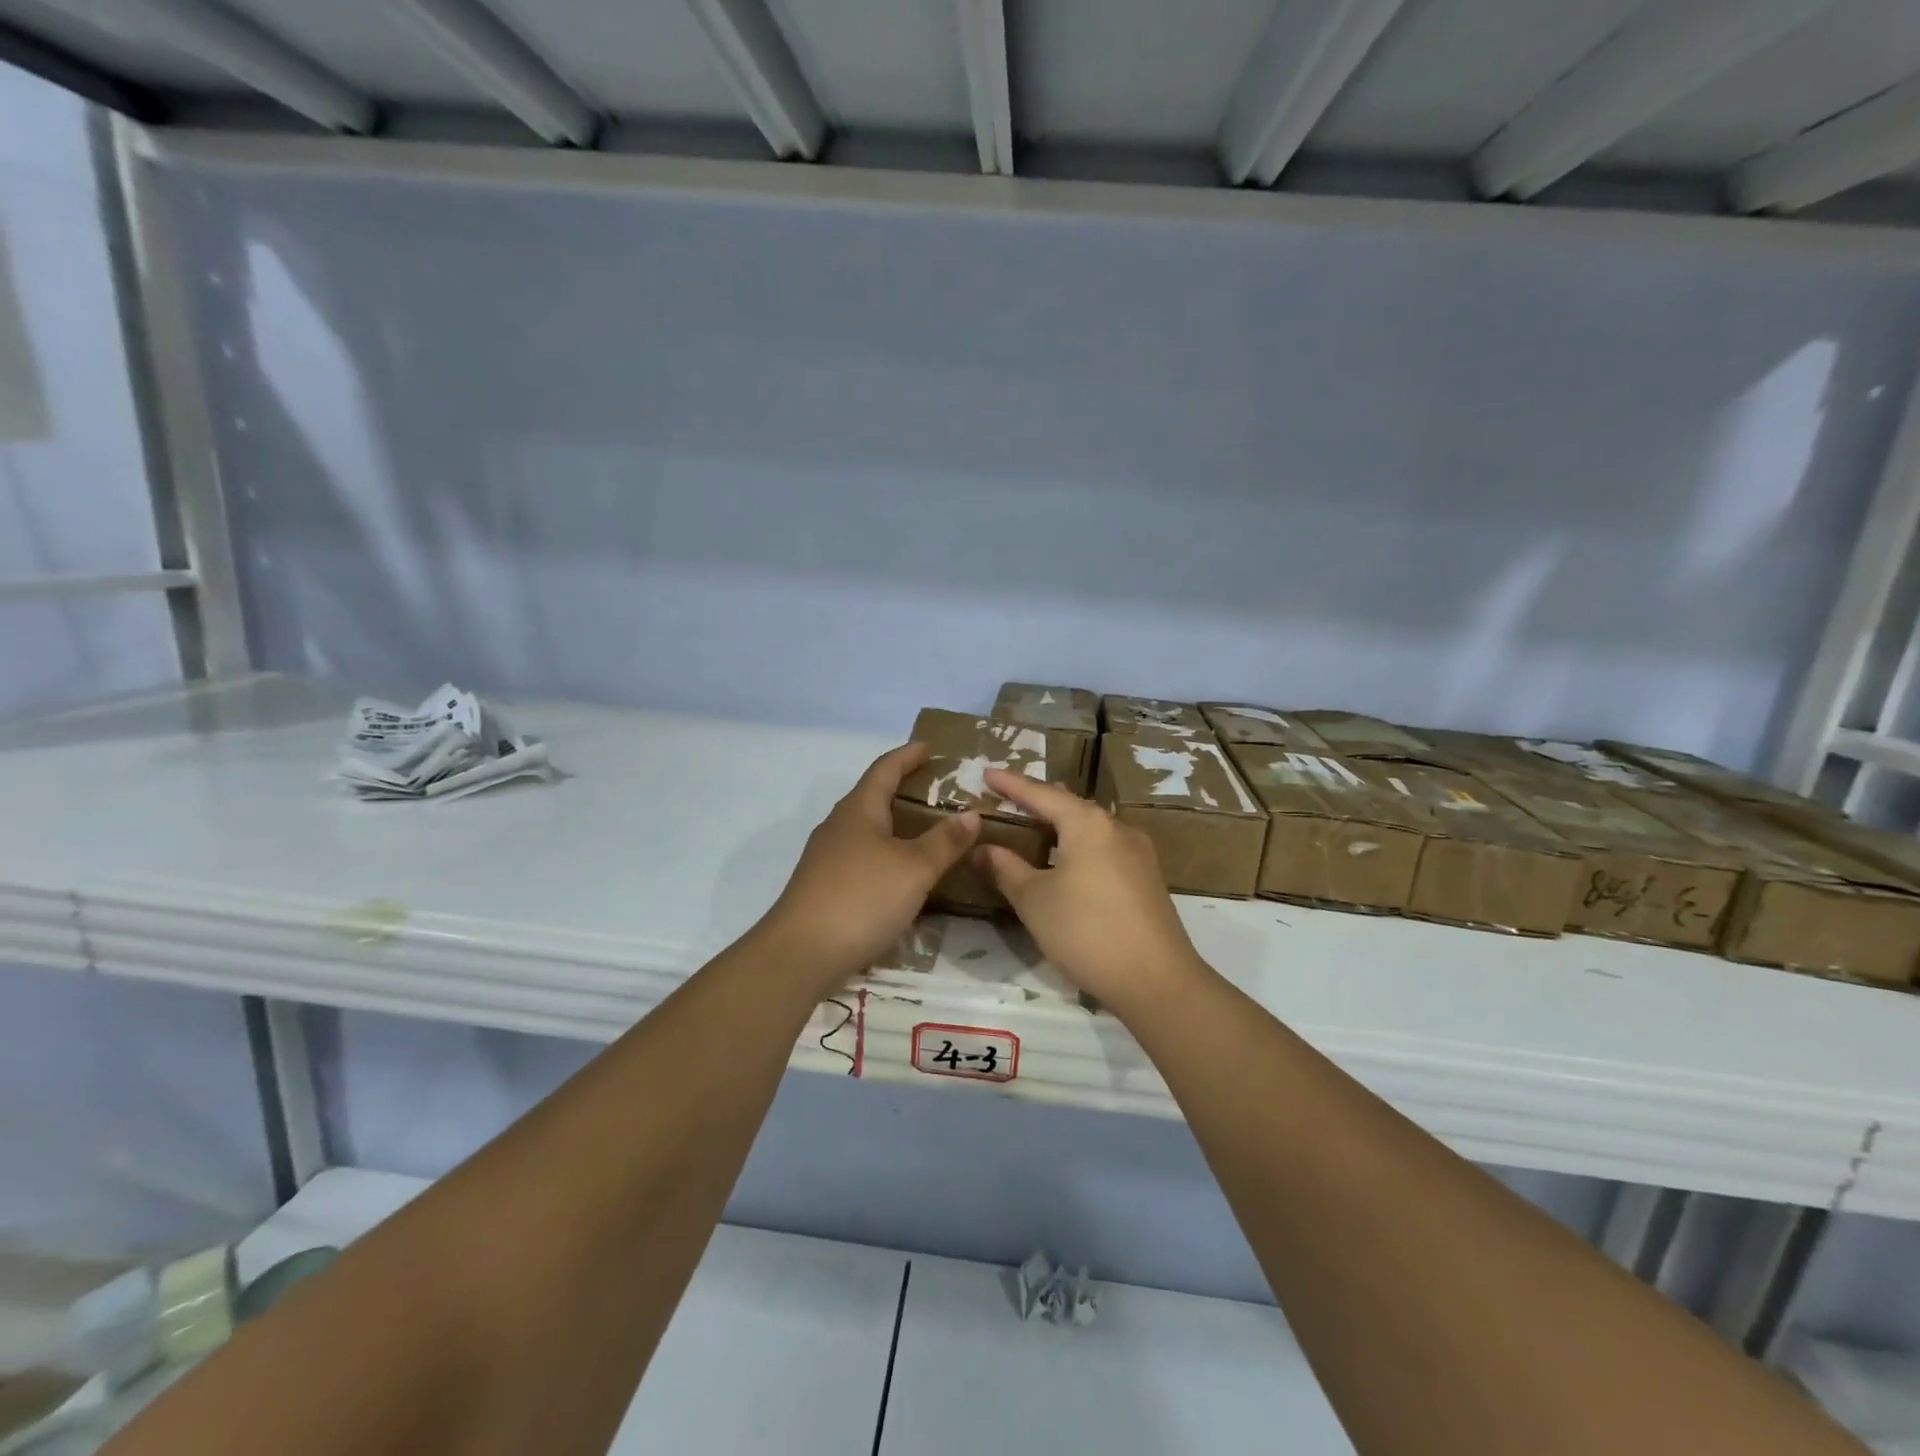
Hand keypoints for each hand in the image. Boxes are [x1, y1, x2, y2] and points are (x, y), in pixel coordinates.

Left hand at [763, 743, 979, 990]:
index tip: (929, 747)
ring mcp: (826, 857)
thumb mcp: (914, 869)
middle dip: (901, 788)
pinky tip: (899, 873)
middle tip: (935, 790)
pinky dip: (884, 852)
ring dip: (893, 823)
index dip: (907, 755)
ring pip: (866, 829)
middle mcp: (839, 826)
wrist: (800, 953)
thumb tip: (971, 814)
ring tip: (924, 830)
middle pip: (872, 796)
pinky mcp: (823, 886)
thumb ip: (944, 841)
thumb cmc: (861, 898)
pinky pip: (861, 856)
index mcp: (859, 810)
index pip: (884, 769)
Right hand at [976, 769, 1208, 1014]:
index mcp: (1088, 823)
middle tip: (1008, 797)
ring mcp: (1138, 853)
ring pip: (1091, 827)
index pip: (1041, 794)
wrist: (1156, 980)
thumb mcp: (1035, 901)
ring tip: (1036, 824)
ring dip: (1062, 824)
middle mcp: (1117, 828)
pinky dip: (1080, 845)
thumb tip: (981, 849)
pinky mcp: (1148, 878)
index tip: (987, 772)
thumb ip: (1005, 869)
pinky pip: (1106, 847)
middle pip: (1070, 805)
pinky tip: (1070, 860)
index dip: (1011, 784)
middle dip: (1038, 800)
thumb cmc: (1086, 931)